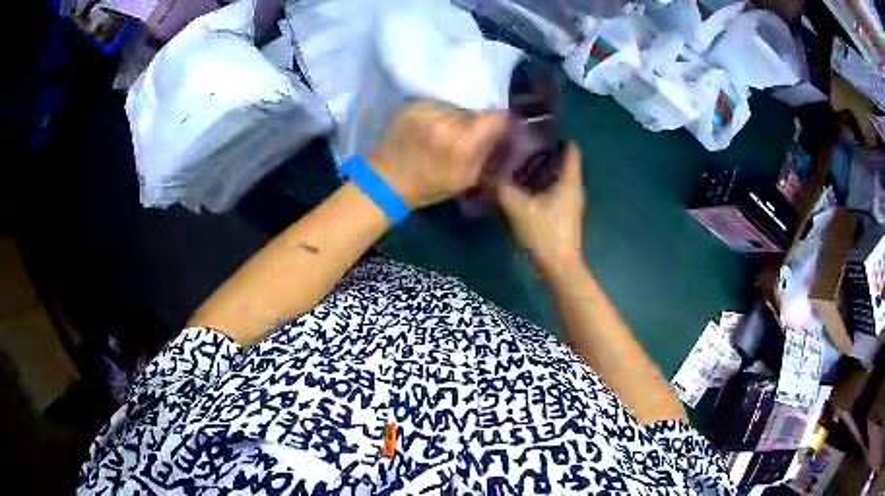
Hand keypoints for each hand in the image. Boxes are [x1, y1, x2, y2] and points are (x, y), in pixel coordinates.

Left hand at [369, 101, 506, 207]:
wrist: (386, 181)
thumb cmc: (428, 185)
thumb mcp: (465, 179)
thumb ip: (486, 153)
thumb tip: (503, 134)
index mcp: (462, 141)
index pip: (496, 115)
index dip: (499, 120)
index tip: (495, 127)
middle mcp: (445, 119)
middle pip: (474, 108)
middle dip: (474, 119)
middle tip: (466, 133)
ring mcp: (426, 109)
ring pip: (455, 104)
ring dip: (455, 115)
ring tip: (445, 131)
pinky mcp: (411, 105)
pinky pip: (436, 104)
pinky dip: (437, 113)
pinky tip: (429, 127)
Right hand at [497, 143, 584, 276]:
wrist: (559, 268)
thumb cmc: (544, 233)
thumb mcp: (518, 207)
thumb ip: (502, 187)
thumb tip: (487, 172)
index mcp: (569, 181)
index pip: (571, 149)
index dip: (556, 137)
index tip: (536, 132)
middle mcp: (575, 189)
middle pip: (562, 162)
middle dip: (543, 153)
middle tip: (519, 147)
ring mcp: (571, 203)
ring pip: (558, 178)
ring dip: (541, 170)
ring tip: (517, 164)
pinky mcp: (565, 215)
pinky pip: (555, 191)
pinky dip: (542, 185)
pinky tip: (523, 189)